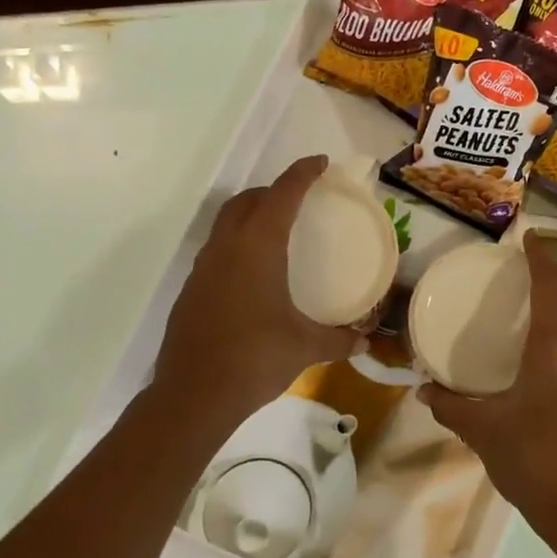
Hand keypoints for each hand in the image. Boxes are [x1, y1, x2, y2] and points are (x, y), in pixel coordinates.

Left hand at [155, 155, 357, 421]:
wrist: (194, 394)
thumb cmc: (255, 358)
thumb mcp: (305, 347)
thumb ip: (338, 340)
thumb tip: (365, 343)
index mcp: (257, 248)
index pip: (282, 195)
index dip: (302, 174)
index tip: (319, 163)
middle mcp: (226, 248)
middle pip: (246, 201)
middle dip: (272, 191)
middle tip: (297, 199)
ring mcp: (203, 269)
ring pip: (225, 225)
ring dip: (249, 216)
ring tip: (275, 232)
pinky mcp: (191, 291)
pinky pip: (216, 252)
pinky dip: (236, 246)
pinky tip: (252, 275)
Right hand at [418, 233, 556, 538]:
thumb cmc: (533, 462)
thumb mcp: (483, 431)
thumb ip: (450, 405)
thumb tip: (423, 390)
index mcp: (555, 348)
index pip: (553, 285)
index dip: (541, 257)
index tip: (529, 239)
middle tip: (532, 267)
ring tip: (540, 305)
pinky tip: (551, 354)